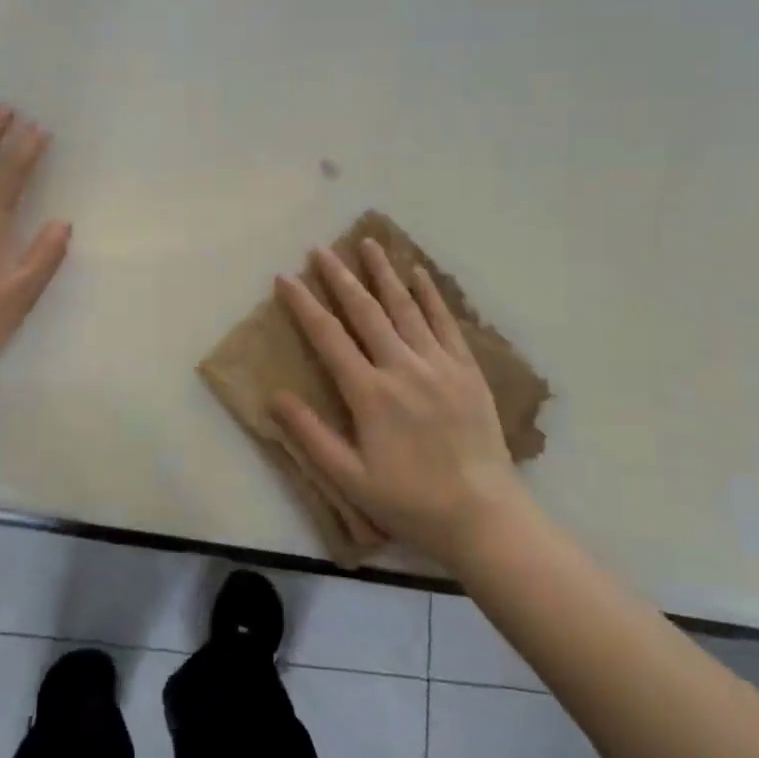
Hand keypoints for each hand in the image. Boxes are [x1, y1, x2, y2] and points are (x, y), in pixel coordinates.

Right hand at [272, 241, 528, 569]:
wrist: (483, 515)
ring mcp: (439, 365)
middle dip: (340, 277)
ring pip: (406, 307)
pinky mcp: (467, 370)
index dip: (304, 304)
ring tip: (368, 242)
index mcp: (370, 394)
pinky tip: (418, 273)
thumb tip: (274, 396)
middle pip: (366, 311)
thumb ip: (311, 435)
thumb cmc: (410, 501)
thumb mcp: (350, 478)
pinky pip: (445, 322)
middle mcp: (403, 368)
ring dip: (384, 273)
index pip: (328, 337)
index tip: (285, 277)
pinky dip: (431, 294)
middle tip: (321, 248)